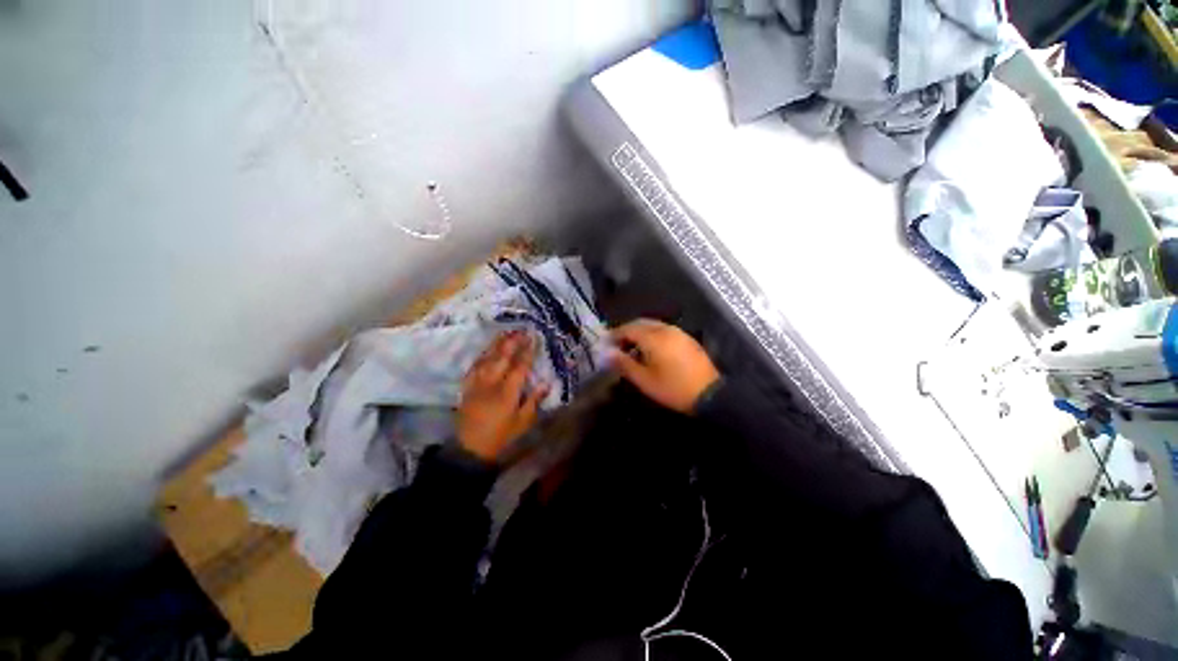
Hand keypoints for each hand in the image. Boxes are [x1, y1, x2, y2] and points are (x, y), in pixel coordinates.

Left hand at [458, 331, 548, 461]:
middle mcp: (491, 383)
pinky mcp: (467, 388)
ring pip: (486, 359)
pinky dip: (481, 356)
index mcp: (507, 392)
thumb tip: (546, 383)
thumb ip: (534, 400)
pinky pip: (474, 367)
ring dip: (496, 345)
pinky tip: (485, 351)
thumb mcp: (523, 422)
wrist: (470, 450)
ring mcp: (477, 384)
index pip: (519, 366)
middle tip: (520, 330)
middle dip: (512, 342)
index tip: (532, 337)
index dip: (527, 351)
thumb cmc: (501, 437)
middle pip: (501, 358)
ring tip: (504, 333)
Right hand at [610, 319, 719, 413]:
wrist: (709, 395)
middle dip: (626, 331)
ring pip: (653, 326)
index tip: (605, 344)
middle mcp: (666, 329)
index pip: (628, 329)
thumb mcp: (644, 379)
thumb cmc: (672, 388)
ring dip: (639, 333)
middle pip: (641, 323)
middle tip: (617, 345)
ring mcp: (678, 333)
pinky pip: (664, 331)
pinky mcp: (687, 339)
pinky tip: (651, 350)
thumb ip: (623, 363)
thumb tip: (606, 353)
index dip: (615, 334)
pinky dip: (652, 335)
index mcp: (654, 338)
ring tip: (631, 349)